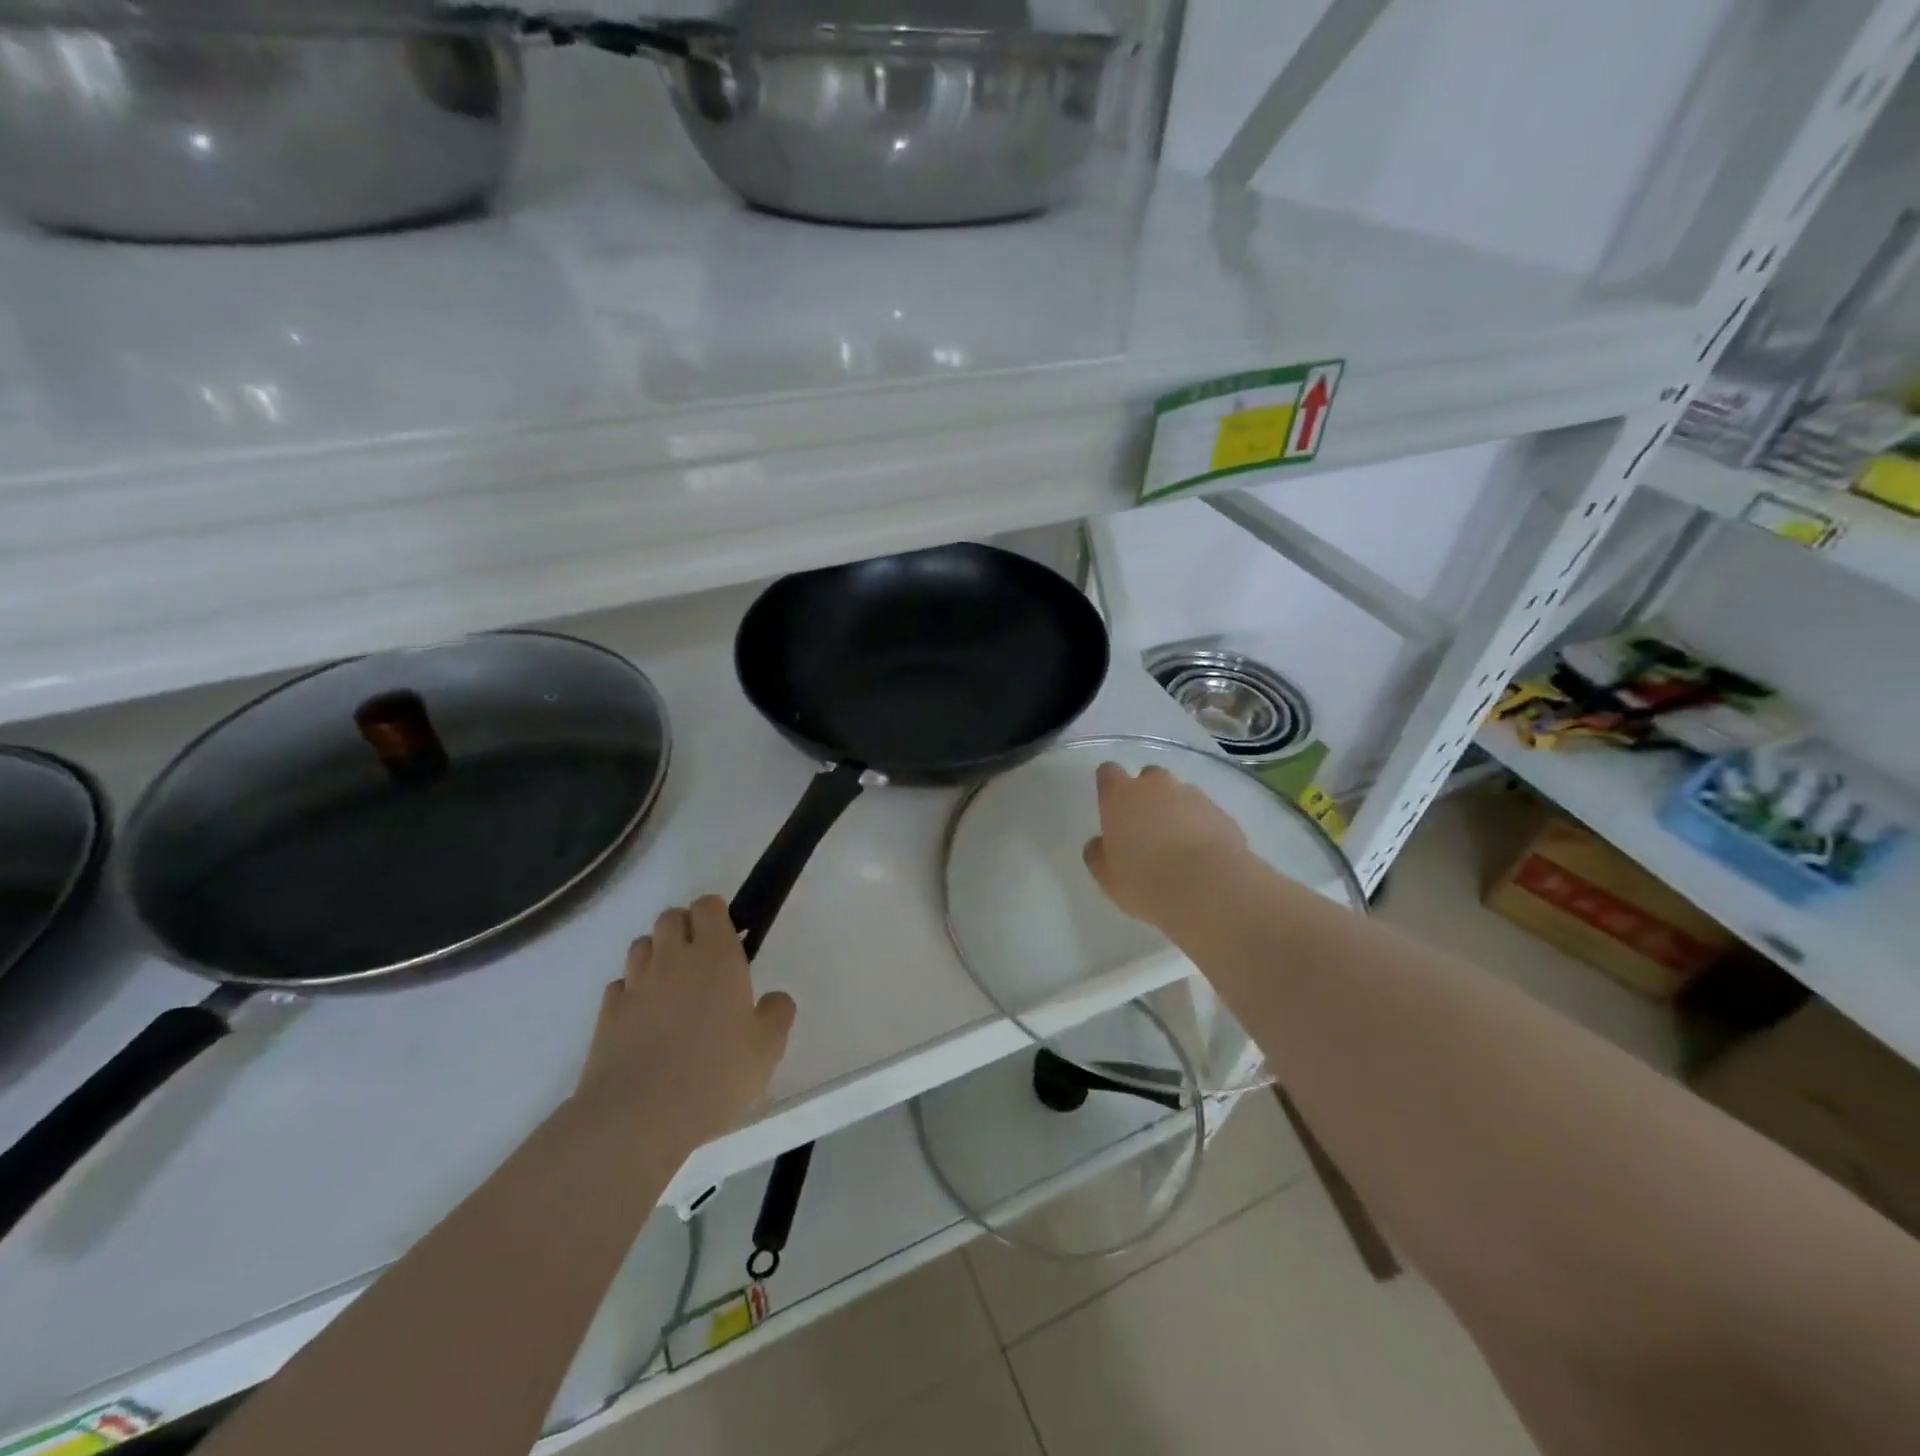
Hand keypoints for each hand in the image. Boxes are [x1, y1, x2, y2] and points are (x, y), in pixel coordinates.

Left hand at [574, 895, 795, 1150]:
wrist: (638, 1116)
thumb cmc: (715, 1074)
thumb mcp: (767, 1047)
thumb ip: (777, 1013)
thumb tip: (774, 999)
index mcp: (716, 956)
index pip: (708, 905)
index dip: (718, 915)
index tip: (730, 940)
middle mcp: (673, 959)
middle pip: (670, 917)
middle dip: (685, 928)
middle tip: (703, 963)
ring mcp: (635, 985)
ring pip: (641, 945)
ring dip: (657, 954)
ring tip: (673, 987)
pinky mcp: (607, 1014)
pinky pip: (620, 985)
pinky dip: (632, 990)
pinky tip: (645, 1017)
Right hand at [1084, 762, 1248, 928]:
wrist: (1209, 888)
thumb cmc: (1145, 880)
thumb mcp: (1107, 876)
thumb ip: (1098, 854)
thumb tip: (1100, 844)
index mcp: (1121, 795)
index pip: (1108, 772)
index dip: (1109, 786)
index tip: (1111, 807)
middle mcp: (1156, 786)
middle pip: (1148, 777)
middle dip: (1147, 796)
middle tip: (1146, 829)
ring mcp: (1193, 796)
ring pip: (1179, 794)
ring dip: (1176, 811)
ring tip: (1178, 846)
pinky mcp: (1222, 813)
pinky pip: (1204, 814)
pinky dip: (1201, 827)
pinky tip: (1201, 855)